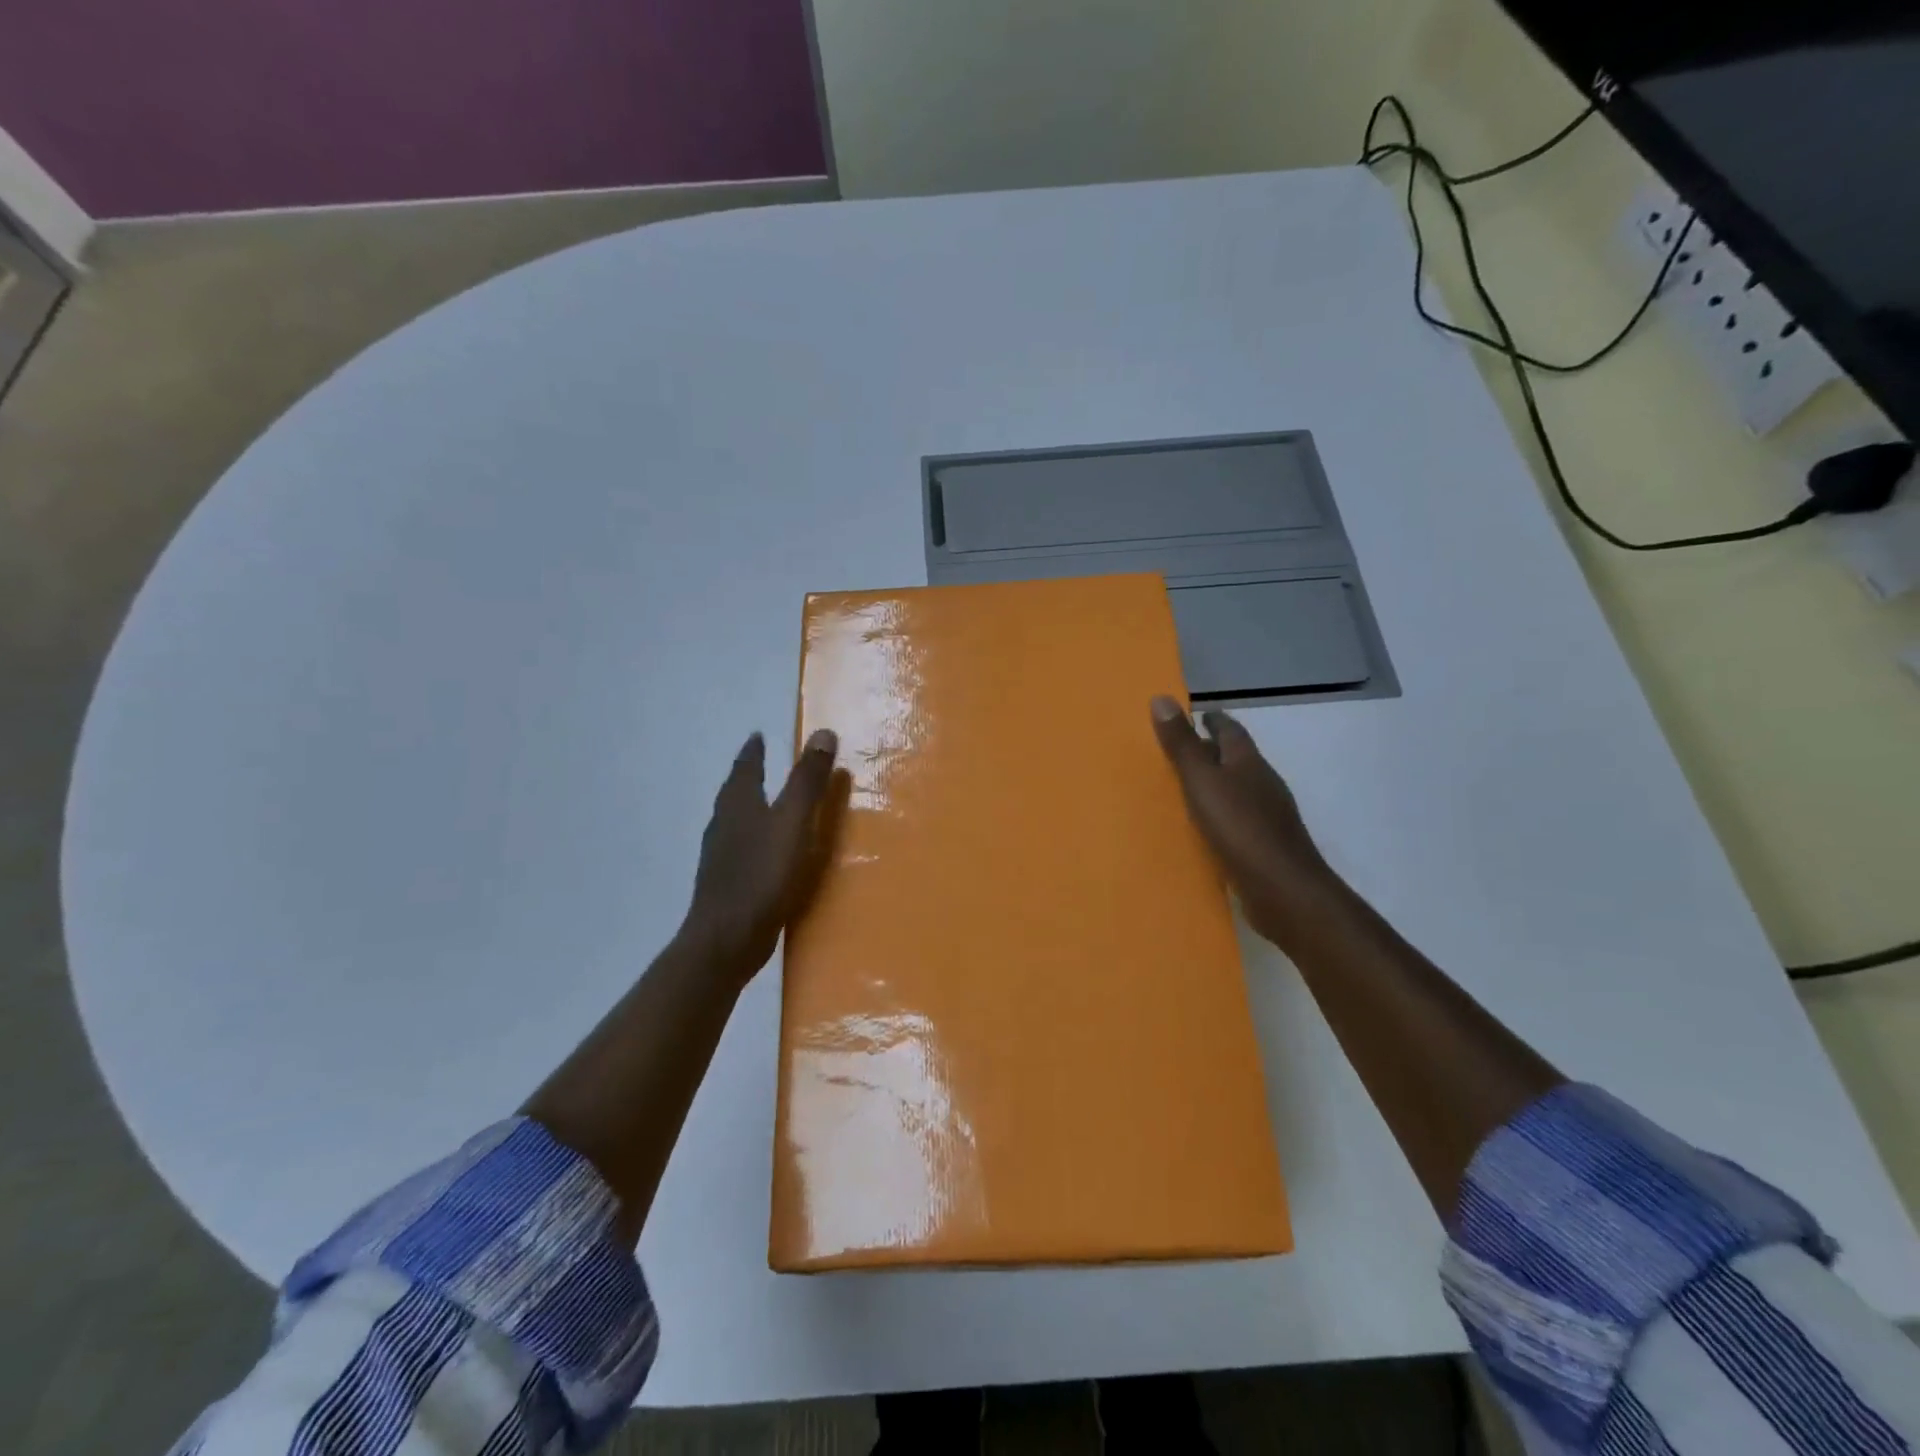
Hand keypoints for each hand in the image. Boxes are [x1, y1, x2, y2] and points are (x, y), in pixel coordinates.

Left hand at [681, 728, 843, 982]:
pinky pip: (743, 848)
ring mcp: (721, 856)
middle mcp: (723, 824)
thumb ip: (807, 780)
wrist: (727, 939)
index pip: (745, 767)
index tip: (758, 735)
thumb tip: (822, 732)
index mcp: (738, 804)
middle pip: (735, 791)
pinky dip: (756, 838)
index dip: (754, 751)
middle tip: (764, 763)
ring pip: (736, 820)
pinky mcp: (727, 883)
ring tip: (769, 804)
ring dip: (752, 807)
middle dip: (749, 776)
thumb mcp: (792, 822)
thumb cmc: (761, 875)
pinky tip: (769, 852)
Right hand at [1151, 696, 1342, 951]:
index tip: (1197, 714)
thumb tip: (1161, 697)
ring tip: (1185, 786)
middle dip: (1213, 751)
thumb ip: (1182, 745)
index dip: (1214, 720)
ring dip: (1216, 784)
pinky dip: (1219, 815)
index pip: (1231, 731)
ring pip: (1238, 790)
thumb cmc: (1241, 828)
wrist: (1284, 889)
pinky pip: (1236, 819)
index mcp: (1248, 763)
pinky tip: (1203, 827)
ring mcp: (1267, 816)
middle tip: (1181, 748)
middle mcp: (1262, 784)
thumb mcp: (1202, 781)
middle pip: (1236, 759)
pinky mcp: (1264, 845)